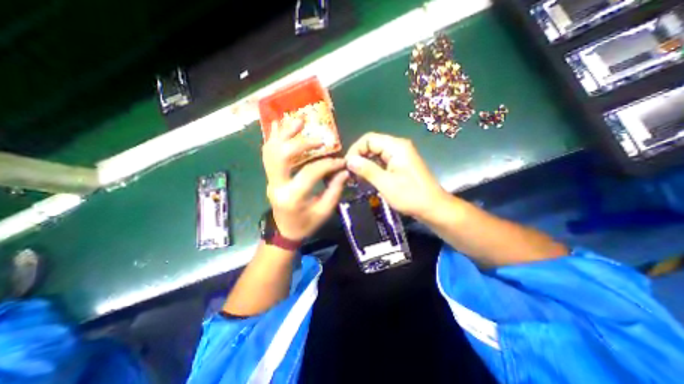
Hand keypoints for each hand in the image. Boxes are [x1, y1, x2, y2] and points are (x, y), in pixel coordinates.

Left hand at [262, 119, 349, 241]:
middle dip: (301, 142)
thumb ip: (334, 190)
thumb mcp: (324, 211)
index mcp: (292, 197)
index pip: (310, 172)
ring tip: (297, 120)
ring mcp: (270, 180)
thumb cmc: (306, 224)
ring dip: (283, 133)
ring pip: (271, 151)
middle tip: (318, 137)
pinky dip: (273, 138)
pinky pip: (267, 154)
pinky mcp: (270, 177)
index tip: (340, 161)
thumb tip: (344, 170)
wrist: (285, 231)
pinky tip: (279, 126)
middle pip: (282, 155)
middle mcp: (277, 185)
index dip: (327, 164)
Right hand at [348, 132, 449, 219]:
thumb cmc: (410, 196)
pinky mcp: (400, 163)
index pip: (369, 139)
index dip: (355, 149)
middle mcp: (398, 146)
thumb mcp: (385, 184)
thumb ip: (367, 170)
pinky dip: (373, 167)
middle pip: (372, 144)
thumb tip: (349, 160)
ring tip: (356, 176)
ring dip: (365, 163)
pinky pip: (382, 160)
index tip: (348, 165)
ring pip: (376, 153)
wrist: (433, 207)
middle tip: (350, 172)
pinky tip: (366, 177)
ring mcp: (400, 155)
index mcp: (396, 147)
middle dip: (359, 156)